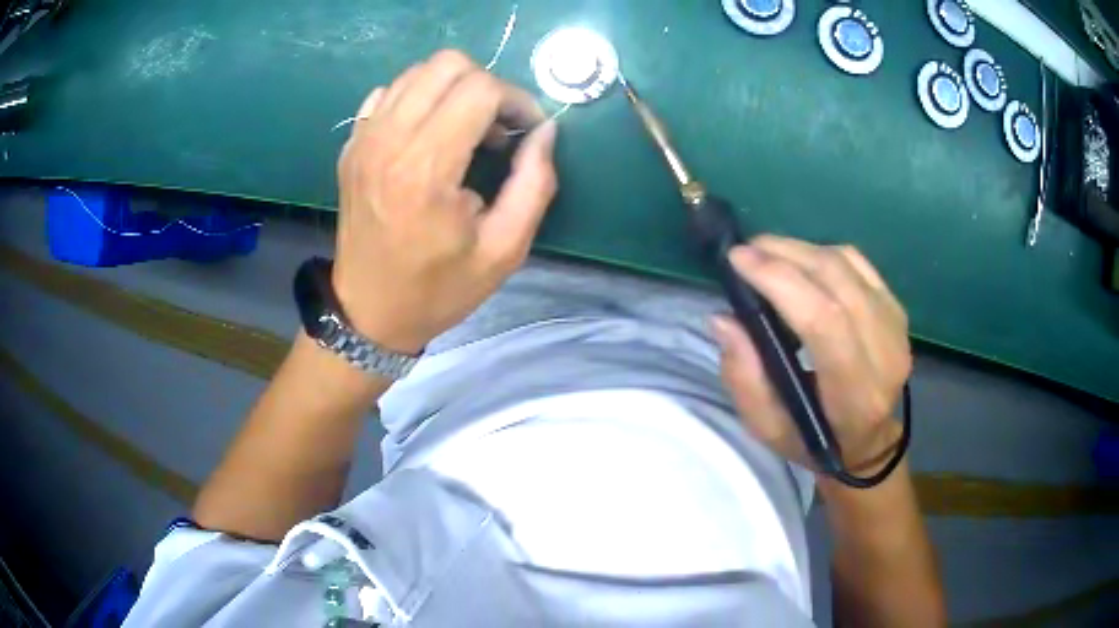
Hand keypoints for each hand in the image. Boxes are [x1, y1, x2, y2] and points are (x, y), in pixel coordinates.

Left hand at [332, 50, 558, 353]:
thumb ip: (535, 183)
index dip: (517, 101)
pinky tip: (429, 131)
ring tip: (466, 128)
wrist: (369, 312)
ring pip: (417, 71)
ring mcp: (363, 139)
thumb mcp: (504, 250)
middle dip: (487, 85)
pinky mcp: (351, 144)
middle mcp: (388, 141)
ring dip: (454, 88)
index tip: (526, 131)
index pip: (480, 89)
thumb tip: (545, 131)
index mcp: (426, 170)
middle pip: (447, 65)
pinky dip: (419, 98)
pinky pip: (389, 92)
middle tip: (497, 127)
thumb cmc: (438, 288)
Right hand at [711, 236, 911, 475]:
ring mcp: (896, 326)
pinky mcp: (897, 309)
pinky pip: (858, 263)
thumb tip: (723, 319)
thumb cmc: (812, 440)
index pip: (823, 321)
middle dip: (785, 255)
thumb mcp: (767, 427)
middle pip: (836, 281)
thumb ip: (743, 376)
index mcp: (855, 395)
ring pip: (847, 264)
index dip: (780, 281)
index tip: (739, 260)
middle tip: (746, 250)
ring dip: (801, 250)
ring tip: (767, 253)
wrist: (867, 442)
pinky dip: (823, 253)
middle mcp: (885, 354)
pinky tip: (801, 261)